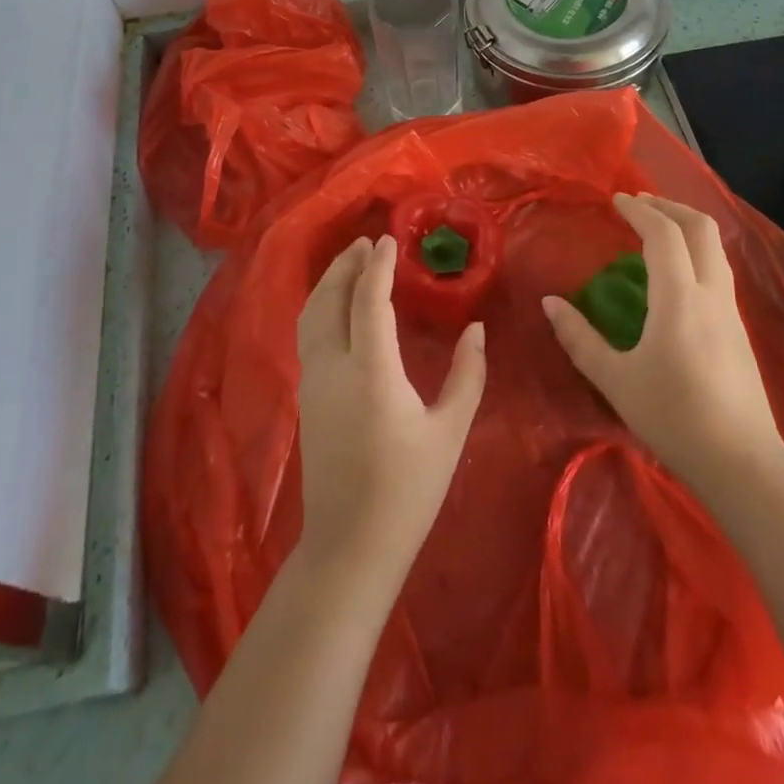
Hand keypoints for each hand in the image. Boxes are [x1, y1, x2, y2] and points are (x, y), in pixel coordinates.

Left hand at [294, 235, 487, 589]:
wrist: (350, 545)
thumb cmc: (408, 489)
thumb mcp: (450, 431)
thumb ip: (467, 374)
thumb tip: (476, 329)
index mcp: (371, 371)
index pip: (368, 300)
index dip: (378, 266)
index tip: (389, 239)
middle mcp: (333, 367)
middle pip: (329, 299)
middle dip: (346, 265)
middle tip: (367, 242)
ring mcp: (312, 382)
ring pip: (311, 316)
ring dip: (329, 282)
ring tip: (350, 264)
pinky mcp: (306, 398)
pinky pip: (308, 335)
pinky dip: (321, 307)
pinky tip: (338, 307)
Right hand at [543, 193, 780, 490]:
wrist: (743, 464)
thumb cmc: (673, 418)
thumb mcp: (615, 380)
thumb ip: (579, 338)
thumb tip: (549, 303)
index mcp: (680, 299)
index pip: (663, 234)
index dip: (639, 211)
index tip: (616, 200)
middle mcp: (711, 294)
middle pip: (701, 229)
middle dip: (670, 207)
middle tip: (639, 204)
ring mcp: (731, 311)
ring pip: (715, 248)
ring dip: (686, 227)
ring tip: (657, 229)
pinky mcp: (738, 329)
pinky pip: (718, 270)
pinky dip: (696, 251)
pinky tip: (676, 273)